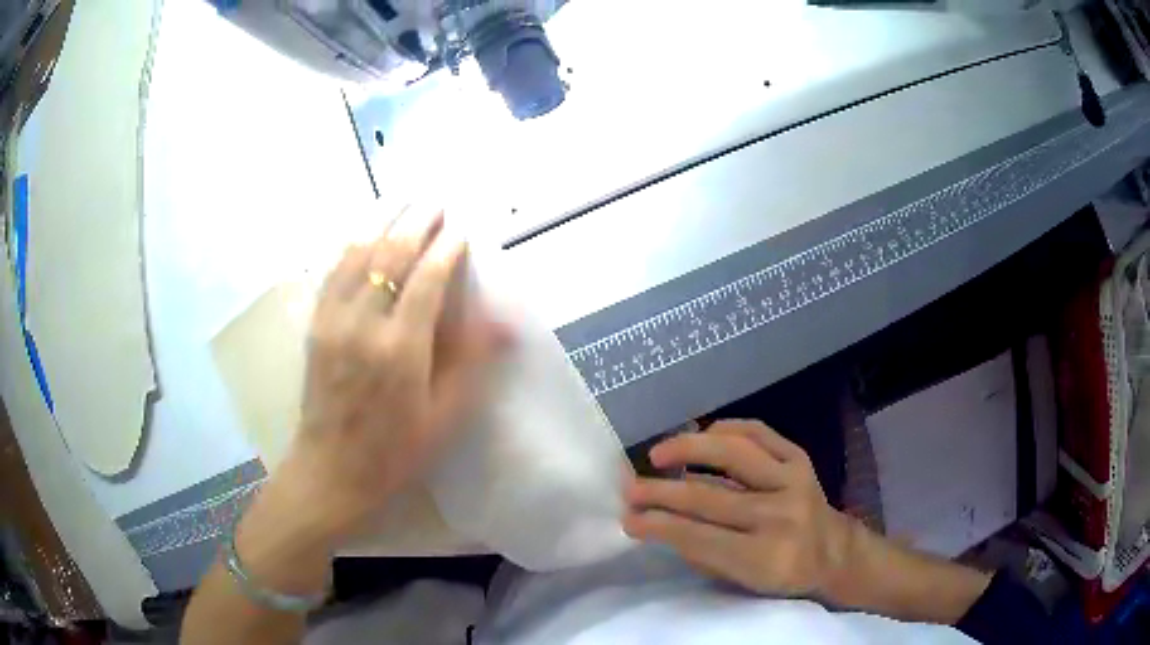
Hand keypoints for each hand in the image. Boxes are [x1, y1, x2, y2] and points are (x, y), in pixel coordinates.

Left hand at [279, 206, 506, 546]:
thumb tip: (505, 322)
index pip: (426, 280)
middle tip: (435, 200)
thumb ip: (470, 363)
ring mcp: (333, 322)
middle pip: (390, 256)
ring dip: (383, 224)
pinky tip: (362, 233)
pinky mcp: (316, 327)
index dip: (446, 250)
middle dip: (415, 223)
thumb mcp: (444, 417)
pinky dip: (351, 246)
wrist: (331, 470)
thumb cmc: (395, 452)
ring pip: (358, 256)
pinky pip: (333, 273)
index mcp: (400, 350)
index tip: (461, 230)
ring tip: (402, 202)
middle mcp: (363, 326)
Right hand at [623, 420, 852, 599]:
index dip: (657, 525)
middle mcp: (779, 515)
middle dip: (660, 492)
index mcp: (764, 557)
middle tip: (630, 489)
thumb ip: (702, 554)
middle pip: (708, 497)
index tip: (628, 518)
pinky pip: (758, 433)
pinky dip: (726, 429)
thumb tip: (658, 523)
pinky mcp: (800, 459)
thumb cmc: (783, 575)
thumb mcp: (742, 582)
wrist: (835, 552)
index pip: (698, 537)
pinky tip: (702, 435)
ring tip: (657, 454)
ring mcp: (793, 481)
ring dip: (688, 449)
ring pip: (732, 454)